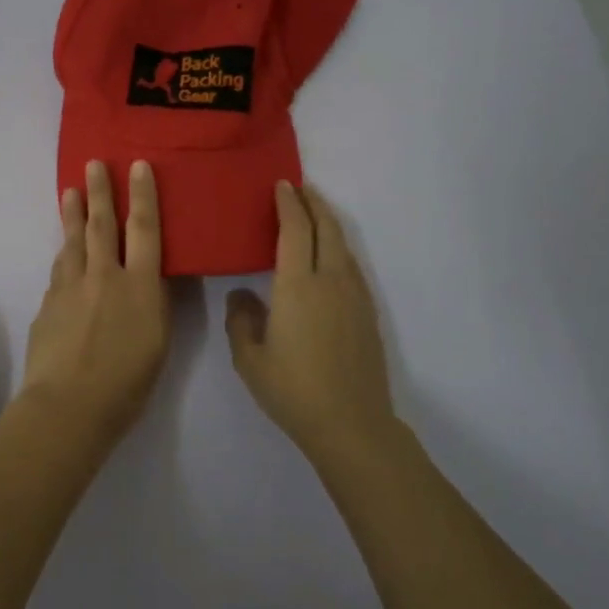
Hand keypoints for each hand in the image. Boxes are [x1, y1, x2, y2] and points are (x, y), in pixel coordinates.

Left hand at [19, 159, 170, 450]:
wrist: (69, 405)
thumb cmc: (127, 383)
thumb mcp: (158, 341)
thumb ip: (153, 303)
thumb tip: (149, 278)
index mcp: (138, 285)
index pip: (144, 228)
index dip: (142, 195)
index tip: (137, 165)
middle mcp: (103, 276)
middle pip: (101, 224)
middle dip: (99, 191)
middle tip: (92, 163)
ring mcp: (70, 287)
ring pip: (72, 241)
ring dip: (72, 214)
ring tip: (70, 192)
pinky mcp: (48, 304)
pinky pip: (59, 270)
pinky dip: (64, 255)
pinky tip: (64, 252)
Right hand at [225, 181, 396, 458]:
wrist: (351, 423)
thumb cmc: (293, 390)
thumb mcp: (250, 358)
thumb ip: (241, 320)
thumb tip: (242, 294)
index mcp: (297, 286)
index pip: (295, 230)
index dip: (288, 204)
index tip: (282, 185)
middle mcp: (330, 281)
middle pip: (326, 228)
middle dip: (313, 203)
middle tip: (299, 188)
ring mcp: (354, 296)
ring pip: (343, 245)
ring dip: (328, 223)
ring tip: (314, 214)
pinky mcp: (367, 313)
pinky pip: (351, 266)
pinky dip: (338, 248)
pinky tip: (330, 258)